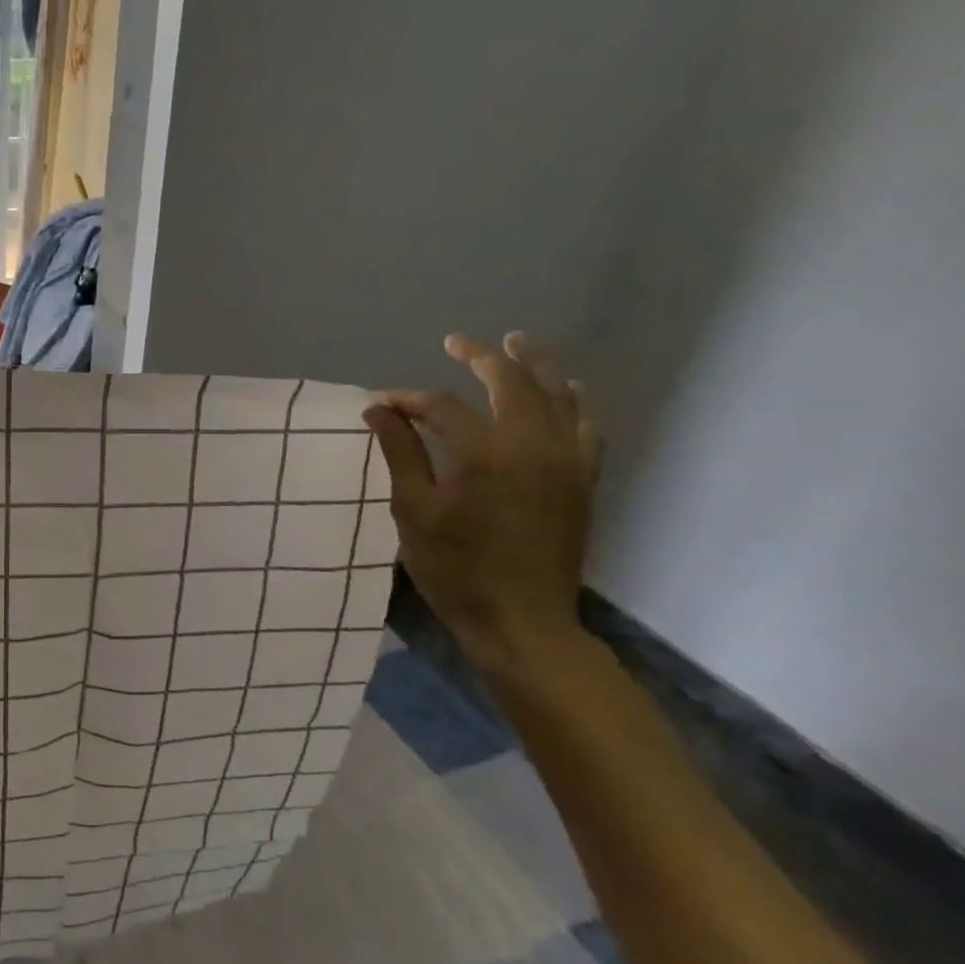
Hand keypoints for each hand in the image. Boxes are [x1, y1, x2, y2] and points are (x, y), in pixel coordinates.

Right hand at [366, 332, 601, 672]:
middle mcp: (531, 445)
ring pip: (556, 395)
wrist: (522, 622)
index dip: (406, 400)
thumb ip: (400, 453)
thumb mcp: (413, 512)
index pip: (439, 406)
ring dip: (534, 364)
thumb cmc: (455, 570)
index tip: (379, 404)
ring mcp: (565, 461)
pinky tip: (568, 389)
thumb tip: (379, 409)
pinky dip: (575, 401)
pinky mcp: (581, 480)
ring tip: (516, 341)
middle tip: (455, 342)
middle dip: (480, 356)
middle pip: (509, 382)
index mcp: (483, 453)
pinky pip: (586, 426)